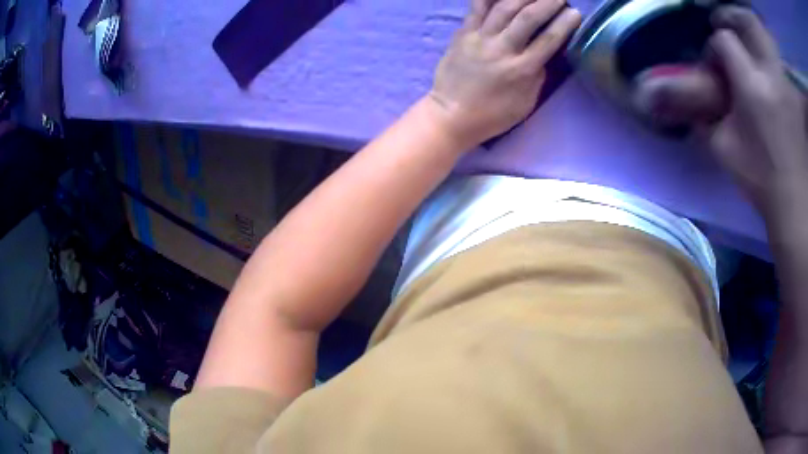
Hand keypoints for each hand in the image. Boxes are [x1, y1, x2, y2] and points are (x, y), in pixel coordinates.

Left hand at [428, 0, 580, 148]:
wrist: (451, 114)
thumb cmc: (493, 114)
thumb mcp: (526, 102)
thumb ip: (537, 75)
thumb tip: (545, 54)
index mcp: (522, 70)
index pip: (549, 39)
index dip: (565, 23)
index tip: (575, 13)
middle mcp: (502, 49)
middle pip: (528, 18)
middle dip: (547, 3)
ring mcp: (480, 38)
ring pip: (503, 7)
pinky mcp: (463, 33)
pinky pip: (476, 8)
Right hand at [633, 6, 807, 211]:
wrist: (794, 206)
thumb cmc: (762, 181)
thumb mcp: (725, 150)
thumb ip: (707, 117)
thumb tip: (694, 99)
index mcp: (752, 87)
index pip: (724, 41)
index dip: (715, 47)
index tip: (716, 64)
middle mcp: (773, 76)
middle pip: (750, 21)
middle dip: (734, 17)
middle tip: (728, 25)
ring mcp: (788, 85)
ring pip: (768, 37)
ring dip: (756, 30)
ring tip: (750, 38)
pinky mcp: (797, 99)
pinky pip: (784, 63)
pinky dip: (778, 55)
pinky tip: (774, 62)